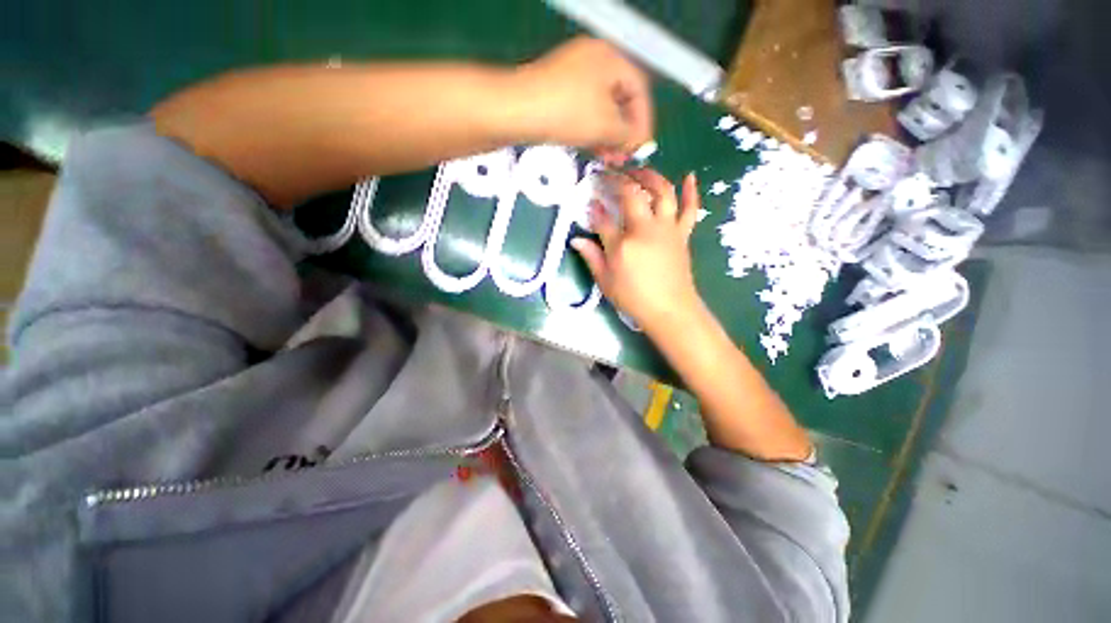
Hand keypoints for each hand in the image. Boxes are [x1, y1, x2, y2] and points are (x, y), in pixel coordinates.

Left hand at [516, 37, 652, 162]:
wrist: (517, 111)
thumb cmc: (566, 113)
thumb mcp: (605, 126)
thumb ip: (629, 135)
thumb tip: (638, 143)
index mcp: (610, 59)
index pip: (639, 91)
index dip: (644, 122)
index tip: (642, 147)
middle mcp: (593, 61)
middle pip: (620, 99)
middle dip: (624, 132)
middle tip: (624, 156)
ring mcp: (573, 75)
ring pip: (601, 108)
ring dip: (608, 136)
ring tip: (610, 158)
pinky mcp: (558, 92)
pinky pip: (584, 111)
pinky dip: (592, 131)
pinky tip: (593, 149)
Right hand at [572, 169, 703, 333]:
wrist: (670, 310)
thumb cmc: (634, 298)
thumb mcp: (606, 281)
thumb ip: (591, 257)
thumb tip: (576, 240)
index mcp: (622, 244)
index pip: (603, 219)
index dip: (594, 208)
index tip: (590, 202)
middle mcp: (645, 229)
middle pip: (632, 195)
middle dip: (619, 180)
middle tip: (610, 174)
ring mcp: (667, 229)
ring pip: (662, 193)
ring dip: (650, 176)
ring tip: (639, 170)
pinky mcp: (682, 234)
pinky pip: (690, 209)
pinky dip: (691, 192)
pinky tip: (690, 176)